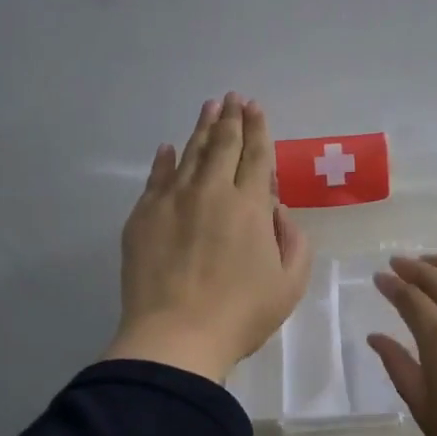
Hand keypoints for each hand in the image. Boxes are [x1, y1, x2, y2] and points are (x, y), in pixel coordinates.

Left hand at [104, 93, 312, 384]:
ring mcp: (172, 201)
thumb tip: (276, 210)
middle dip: (231, 118)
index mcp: (250, 206)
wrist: (175, 337)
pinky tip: (167, 148)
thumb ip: (293, 240)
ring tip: (209, 108)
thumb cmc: (241, 314)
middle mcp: (211, 192)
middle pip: (223, 145)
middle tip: (233, 98)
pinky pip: (156, 178)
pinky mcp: (143, 217)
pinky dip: (164, 160)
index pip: (256, 156)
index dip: (258, 129)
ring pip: (190, 154)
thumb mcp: (290, 283)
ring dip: (202, 129)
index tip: (255, 107)